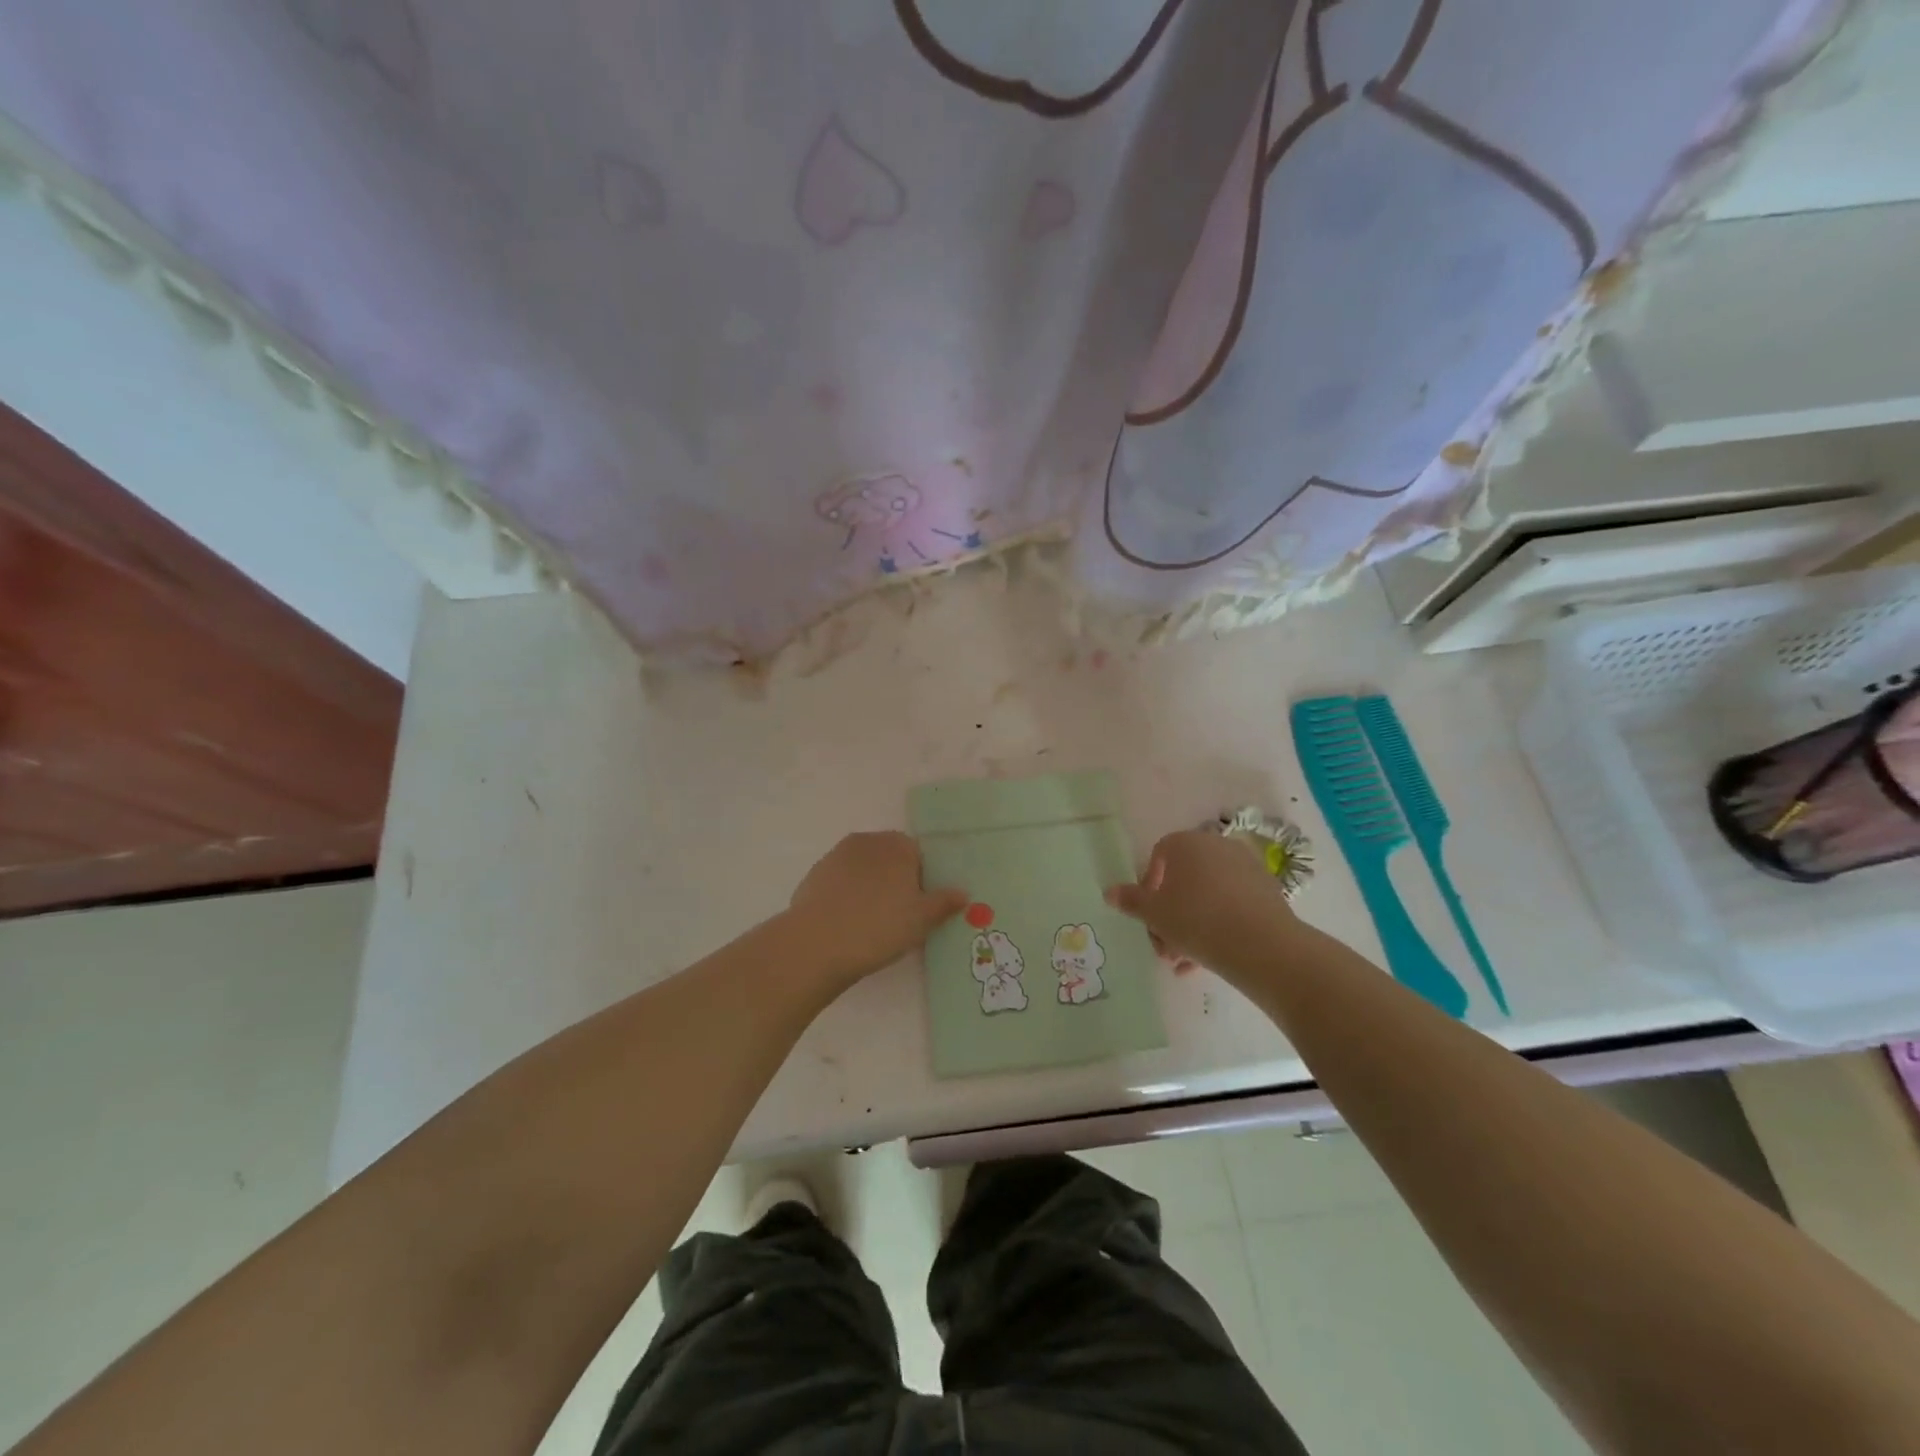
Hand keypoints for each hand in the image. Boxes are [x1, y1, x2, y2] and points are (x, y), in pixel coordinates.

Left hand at [786, 832, 967, 989]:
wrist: (817, 943)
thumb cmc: (880, 926)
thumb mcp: (922, 920)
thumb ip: (944, 902)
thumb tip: (963, 893)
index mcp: (897, 845)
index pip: (917, 854)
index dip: (921, 880)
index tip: (918, 907)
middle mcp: (867, 841)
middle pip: (889, 858)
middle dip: (895, 880)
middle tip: (897, 916)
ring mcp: (836, 856)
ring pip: (863, 869)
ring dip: (869, 887)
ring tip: (870, 922)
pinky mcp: (814, 875)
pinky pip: (840, 882)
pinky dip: (846, 896)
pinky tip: (846, 923)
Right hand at [1105, 829, 1300, 983]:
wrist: (1262, 945)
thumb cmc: (1196, 920)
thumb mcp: (1154, 914)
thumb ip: (1130, 901)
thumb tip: (1109, 891)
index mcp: (1186, 843)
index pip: (1159, 856)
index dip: (1149, 886)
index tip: (1148, 915)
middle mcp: (1217, 846)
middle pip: (1184, 879)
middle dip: (1170, 913)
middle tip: (1164, 945)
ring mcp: (1246, 866)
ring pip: (1207, 895)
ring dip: (1192, 924)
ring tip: (1185, 961)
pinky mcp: (1267, 890)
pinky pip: (1232, 904)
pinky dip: (1218, 925)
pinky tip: (1210, 958)